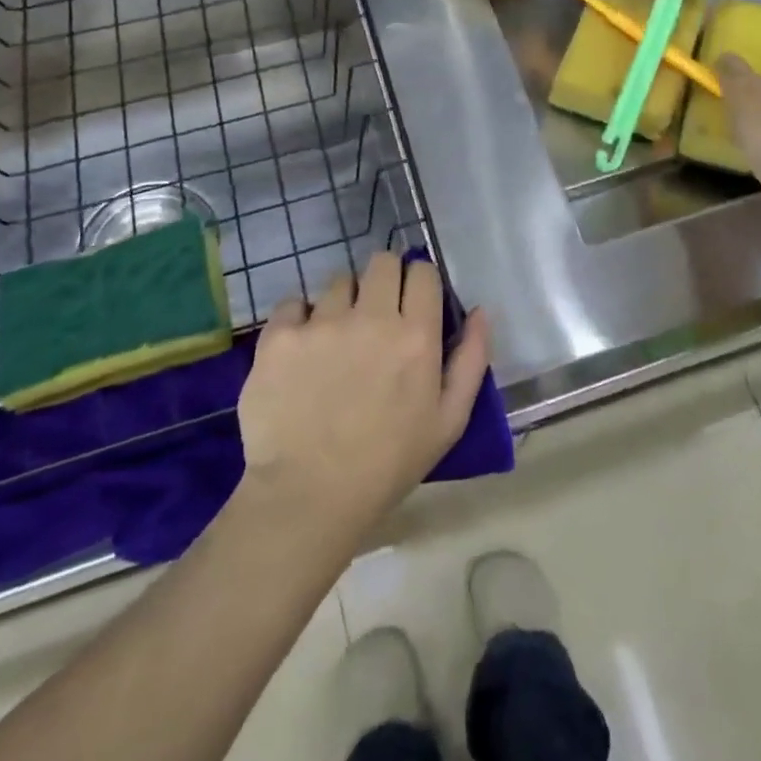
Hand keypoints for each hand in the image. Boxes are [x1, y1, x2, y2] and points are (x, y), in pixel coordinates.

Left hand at [237, 253, 491, 537]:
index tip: (412, 304)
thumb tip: (479, 310)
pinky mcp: (280, 335)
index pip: (422, 272)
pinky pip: (293, 303)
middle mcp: (371, 317)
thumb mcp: (449, 421)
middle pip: (382, 262)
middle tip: (376, 313)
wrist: (307, 497)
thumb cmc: (387, 464)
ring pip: (338, 281)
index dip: (419, 283)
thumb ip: (472, 359)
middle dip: (384, 279)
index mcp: (416, 335)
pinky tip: (301, 350)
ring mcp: (322, 323)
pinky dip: (299, 319)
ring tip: (335, 339)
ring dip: (343, 301)